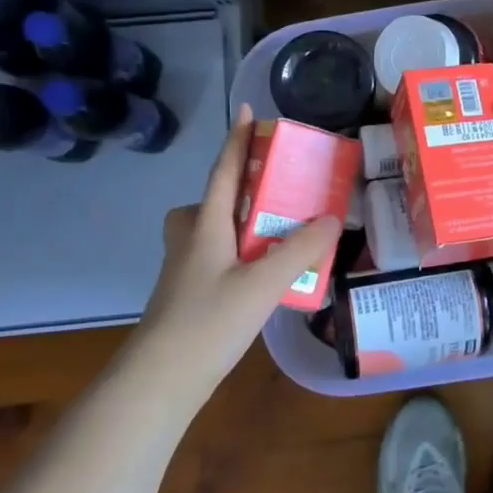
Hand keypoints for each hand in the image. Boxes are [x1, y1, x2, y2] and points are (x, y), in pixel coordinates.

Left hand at [137, 103, 342, 382]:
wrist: (160, 381)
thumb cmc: (208, 322)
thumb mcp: (263, 283)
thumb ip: (301, 250)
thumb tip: (332, 218)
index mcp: (206, 225)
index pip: (225, 171)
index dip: (238, 140)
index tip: (249, 111)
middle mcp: (192, 239)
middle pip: (212, 200)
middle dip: (240, 188)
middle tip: (276, 191)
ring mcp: (187, 268)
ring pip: (214, 230)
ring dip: (242, 223)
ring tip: (282, 235)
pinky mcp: (191, 293)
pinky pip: (220, 256)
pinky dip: (243, 253)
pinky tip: (268, 276)